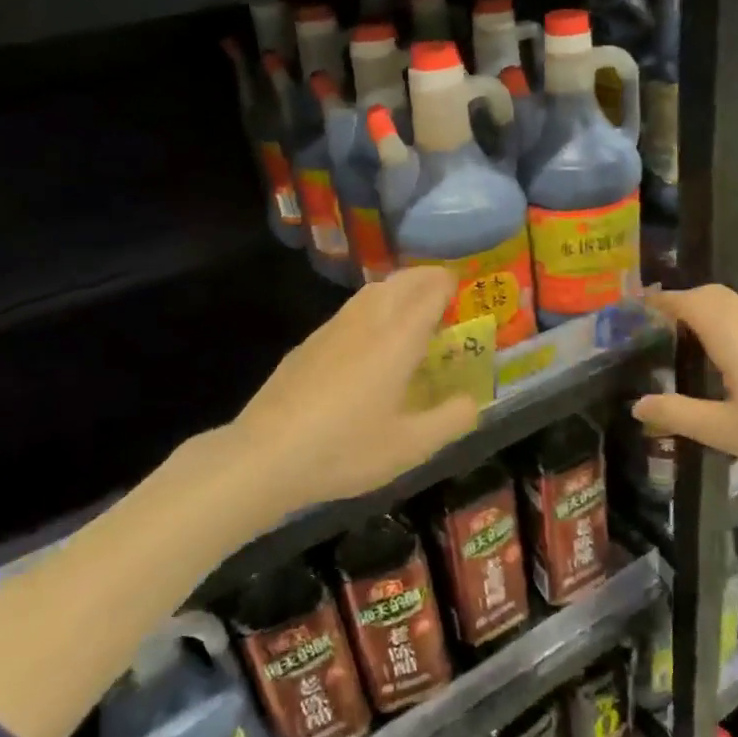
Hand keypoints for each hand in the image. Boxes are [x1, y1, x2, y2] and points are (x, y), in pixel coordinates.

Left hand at [166, 267, 480, 535]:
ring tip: (412, 310)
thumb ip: (451, 420)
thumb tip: (473, 402)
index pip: (430, 290)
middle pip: (400, 281)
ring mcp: (332, 329)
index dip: (450, 285)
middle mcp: (366, 322)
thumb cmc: (345, 449)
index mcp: (397, 339)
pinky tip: (370, 340)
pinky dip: (372, 308)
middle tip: (444, 295)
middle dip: (426, 279)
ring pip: (371, 291)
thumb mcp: (411, 446)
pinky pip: (350, 310)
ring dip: (397, 289)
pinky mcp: (308, 344)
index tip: (465, 293)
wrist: (265, 457)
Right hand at [633, 285, 737, 487]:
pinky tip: (731, 349)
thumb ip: (678, 415)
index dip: (661, 301)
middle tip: (659, 324)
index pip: (687, 301)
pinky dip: (729, 317)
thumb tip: (637, 405)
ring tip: (688, 334)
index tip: (638, 307)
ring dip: (707, 307)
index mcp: (729, 332)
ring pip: (734, 300)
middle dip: (682, 301)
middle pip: (711, 294)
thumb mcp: (724, 430)